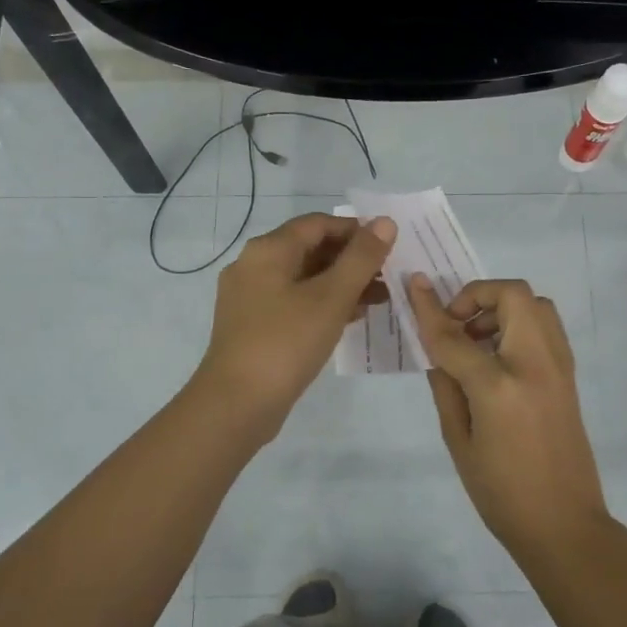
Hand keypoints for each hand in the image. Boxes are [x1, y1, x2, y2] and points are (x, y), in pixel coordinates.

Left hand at [195, 213, 396, 433]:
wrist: (237, 403)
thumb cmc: (286, 342)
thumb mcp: (331, 297)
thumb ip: (361, 258)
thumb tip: (385, 222)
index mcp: (268, 250)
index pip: (318, 223)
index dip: (356, 230)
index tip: (389, 246)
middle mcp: (253, 265)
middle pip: (310, 249)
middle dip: (352, 260)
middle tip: (388, 276)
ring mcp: (249, 297)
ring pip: (303, 278)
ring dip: (341, 284)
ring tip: (379, 299)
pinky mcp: (252, 325)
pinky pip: (293, 302)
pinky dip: (322, 304)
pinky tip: (350, 319)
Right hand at [407, 275, 611, 559]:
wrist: (564, 524)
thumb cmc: (501, 493)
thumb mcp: (458, 441)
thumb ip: (446, 386)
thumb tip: (437, 349)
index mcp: (499, 387)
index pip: (455, 335)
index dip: (429, 309)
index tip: (413, 284)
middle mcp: (535, 364)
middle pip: (511, 295)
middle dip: (477, 295)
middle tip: (457, 325)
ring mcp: (559, 366)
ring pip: (536, 303)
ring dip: (502, 307)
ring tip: (477, 341)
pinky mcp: (570, 375)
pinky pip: (546, 327)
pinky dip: (520, 323)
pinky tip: (498, 357)